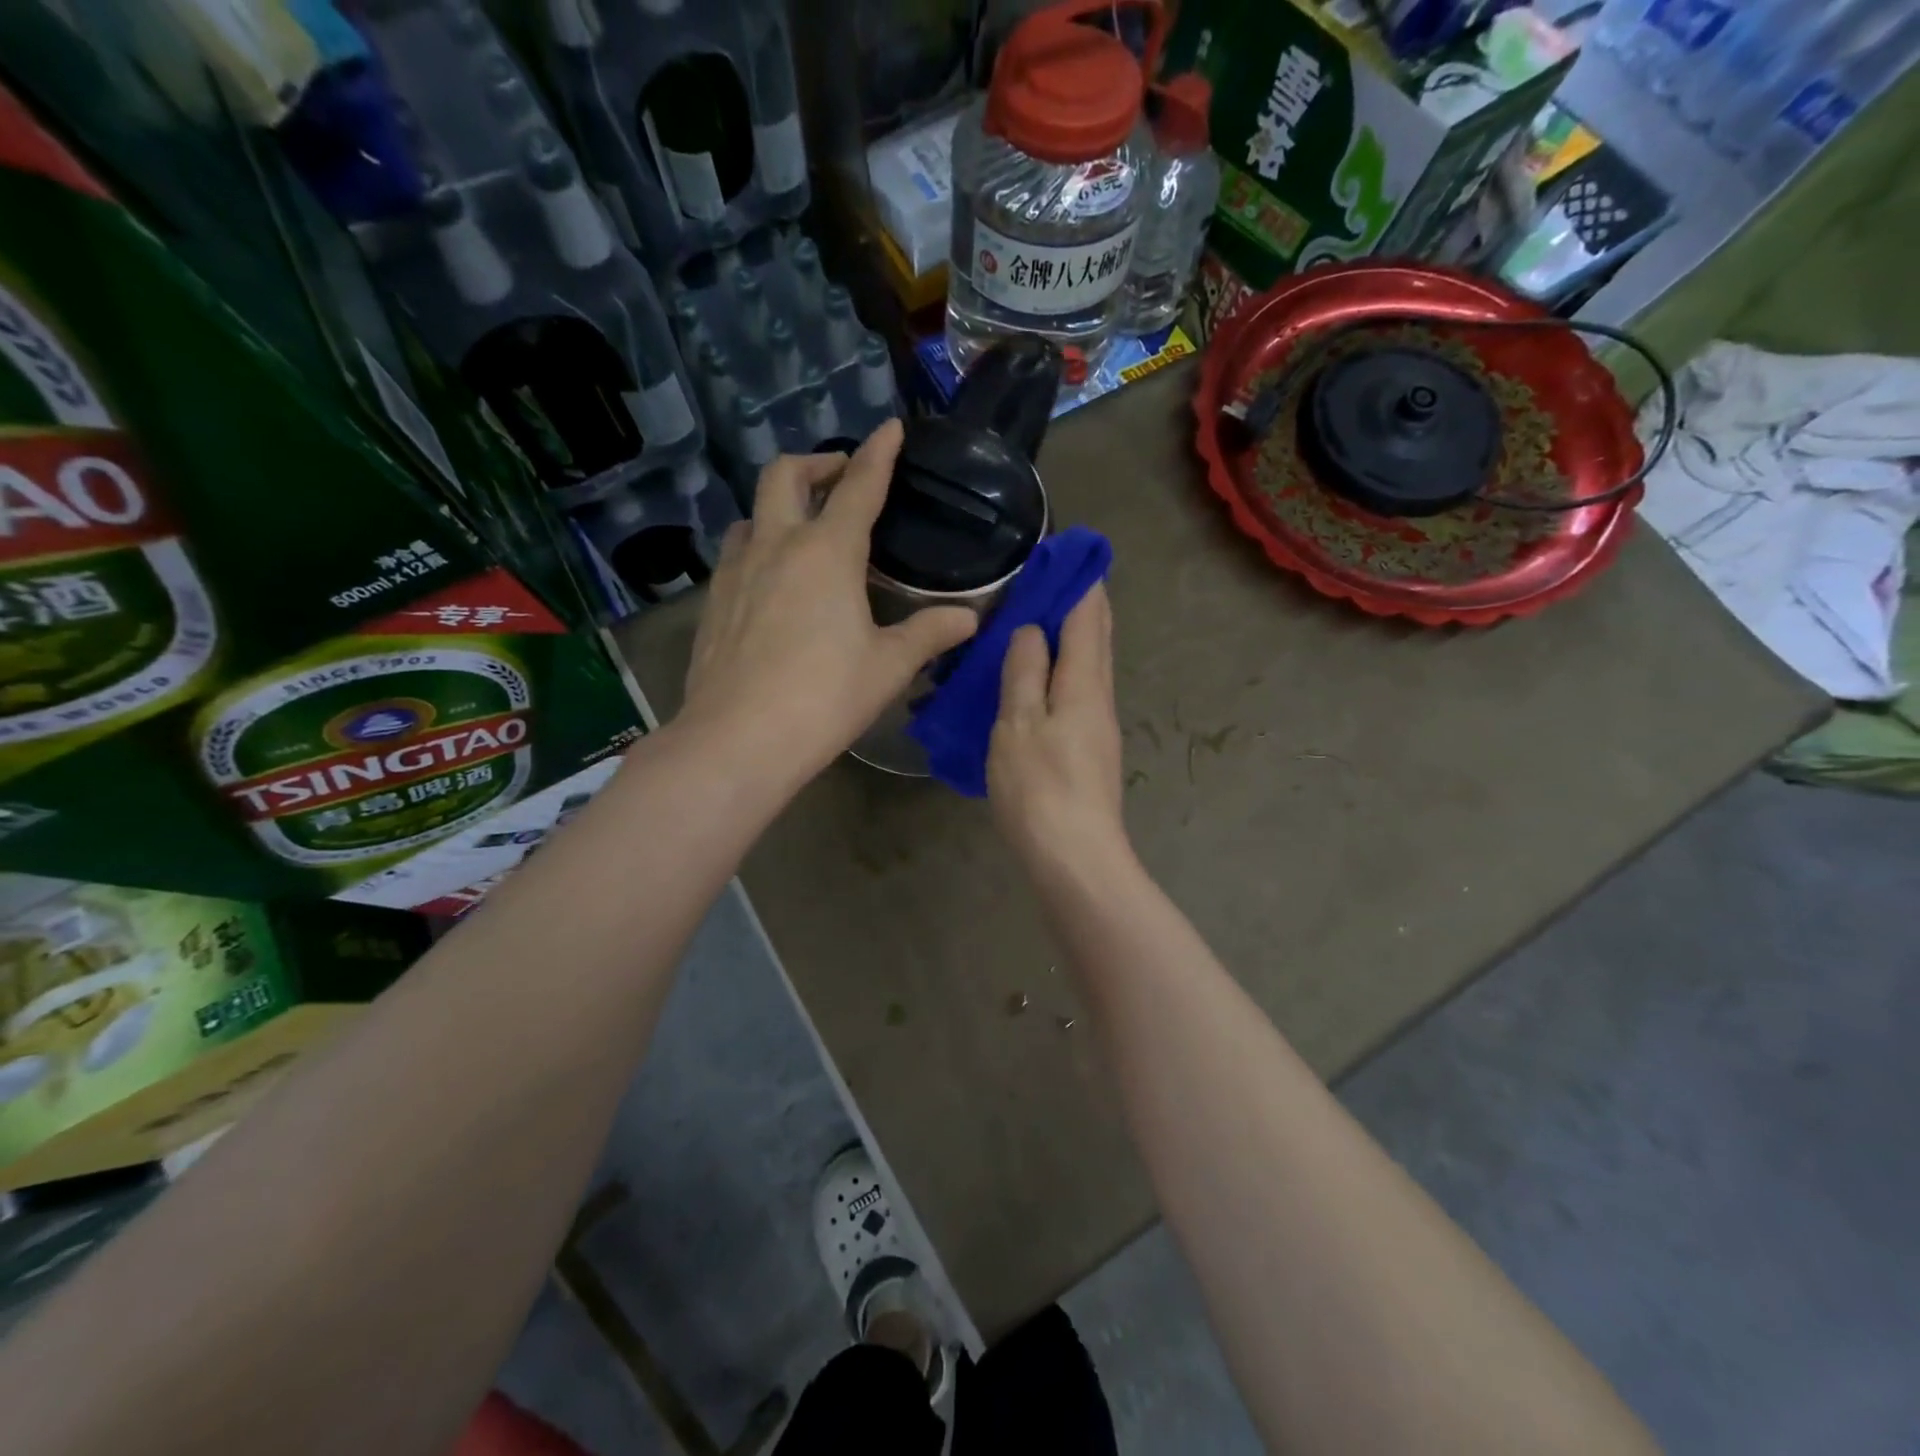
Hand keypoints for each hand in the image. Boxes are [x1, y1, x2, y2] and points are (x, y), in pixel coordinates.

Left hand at [680, 420, 976, 788]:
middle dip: (817, 463)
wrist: (738, 739)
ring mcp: (736, 572)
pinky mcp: (712, 603)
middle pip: (785, 476)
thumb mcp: (888, 667)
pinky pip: (736, 555)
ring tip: (804, 530)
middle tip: (841, 478)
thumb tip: (969, 618)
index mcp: (827, 553)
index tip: (891, 428)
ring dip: (780, 507)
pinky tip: (772, 583)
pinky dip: (759, 548)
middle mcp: (777, 546)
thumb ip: (929, 634)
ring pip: (753, 514)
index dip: (878, 453)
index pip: (859, 487)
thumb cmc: (824, 698)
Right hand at [987, 583, 1127, 873]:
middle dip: (1083, 602)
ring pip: (1091, 665)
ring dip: (1074, 635)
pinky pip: (1081, 690)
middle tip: (1057, 575)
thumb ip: (1024, 673)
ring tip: (1043, 617)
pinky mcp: (1091, 750)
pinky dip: (1066, 667)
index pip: (1087, 616)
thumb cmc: (1040, 788)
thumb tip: (1031, 630)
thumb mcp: (1017, 725)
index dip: (1078, 581)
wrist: (1075, 857)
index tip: (1065, 550)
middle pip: (1097, 637)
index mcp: (1083, 683)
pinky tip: (1043, 675)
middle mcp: (1099, 697)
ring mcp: (1099, 726)